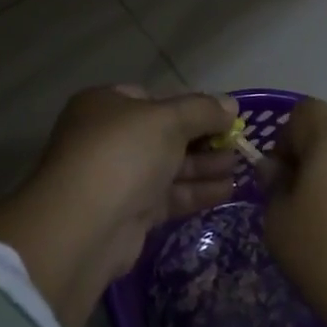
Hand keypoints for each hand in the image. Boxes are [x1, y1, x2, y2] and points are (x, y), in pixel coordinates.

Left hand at [33, 85, 241, 276]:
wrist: (84, 227)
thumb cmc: (123, 154)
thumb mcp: (167, 120)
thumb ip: (202, 110)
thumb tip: (231, 105)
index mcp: (105, 105)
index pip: (153, 98)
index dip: (189, 105)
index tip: (222, 115)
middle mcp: (107, 138)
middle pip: (164, 134)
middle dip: (203, 138)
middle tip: (239, 144)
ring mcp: (116, 177)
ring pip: (168, 167)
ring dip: (205, 166)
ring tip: (241, 167)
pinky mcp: (128, 214)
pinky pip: (168, 196)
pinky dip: (196, 191)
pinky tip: (229, 190)